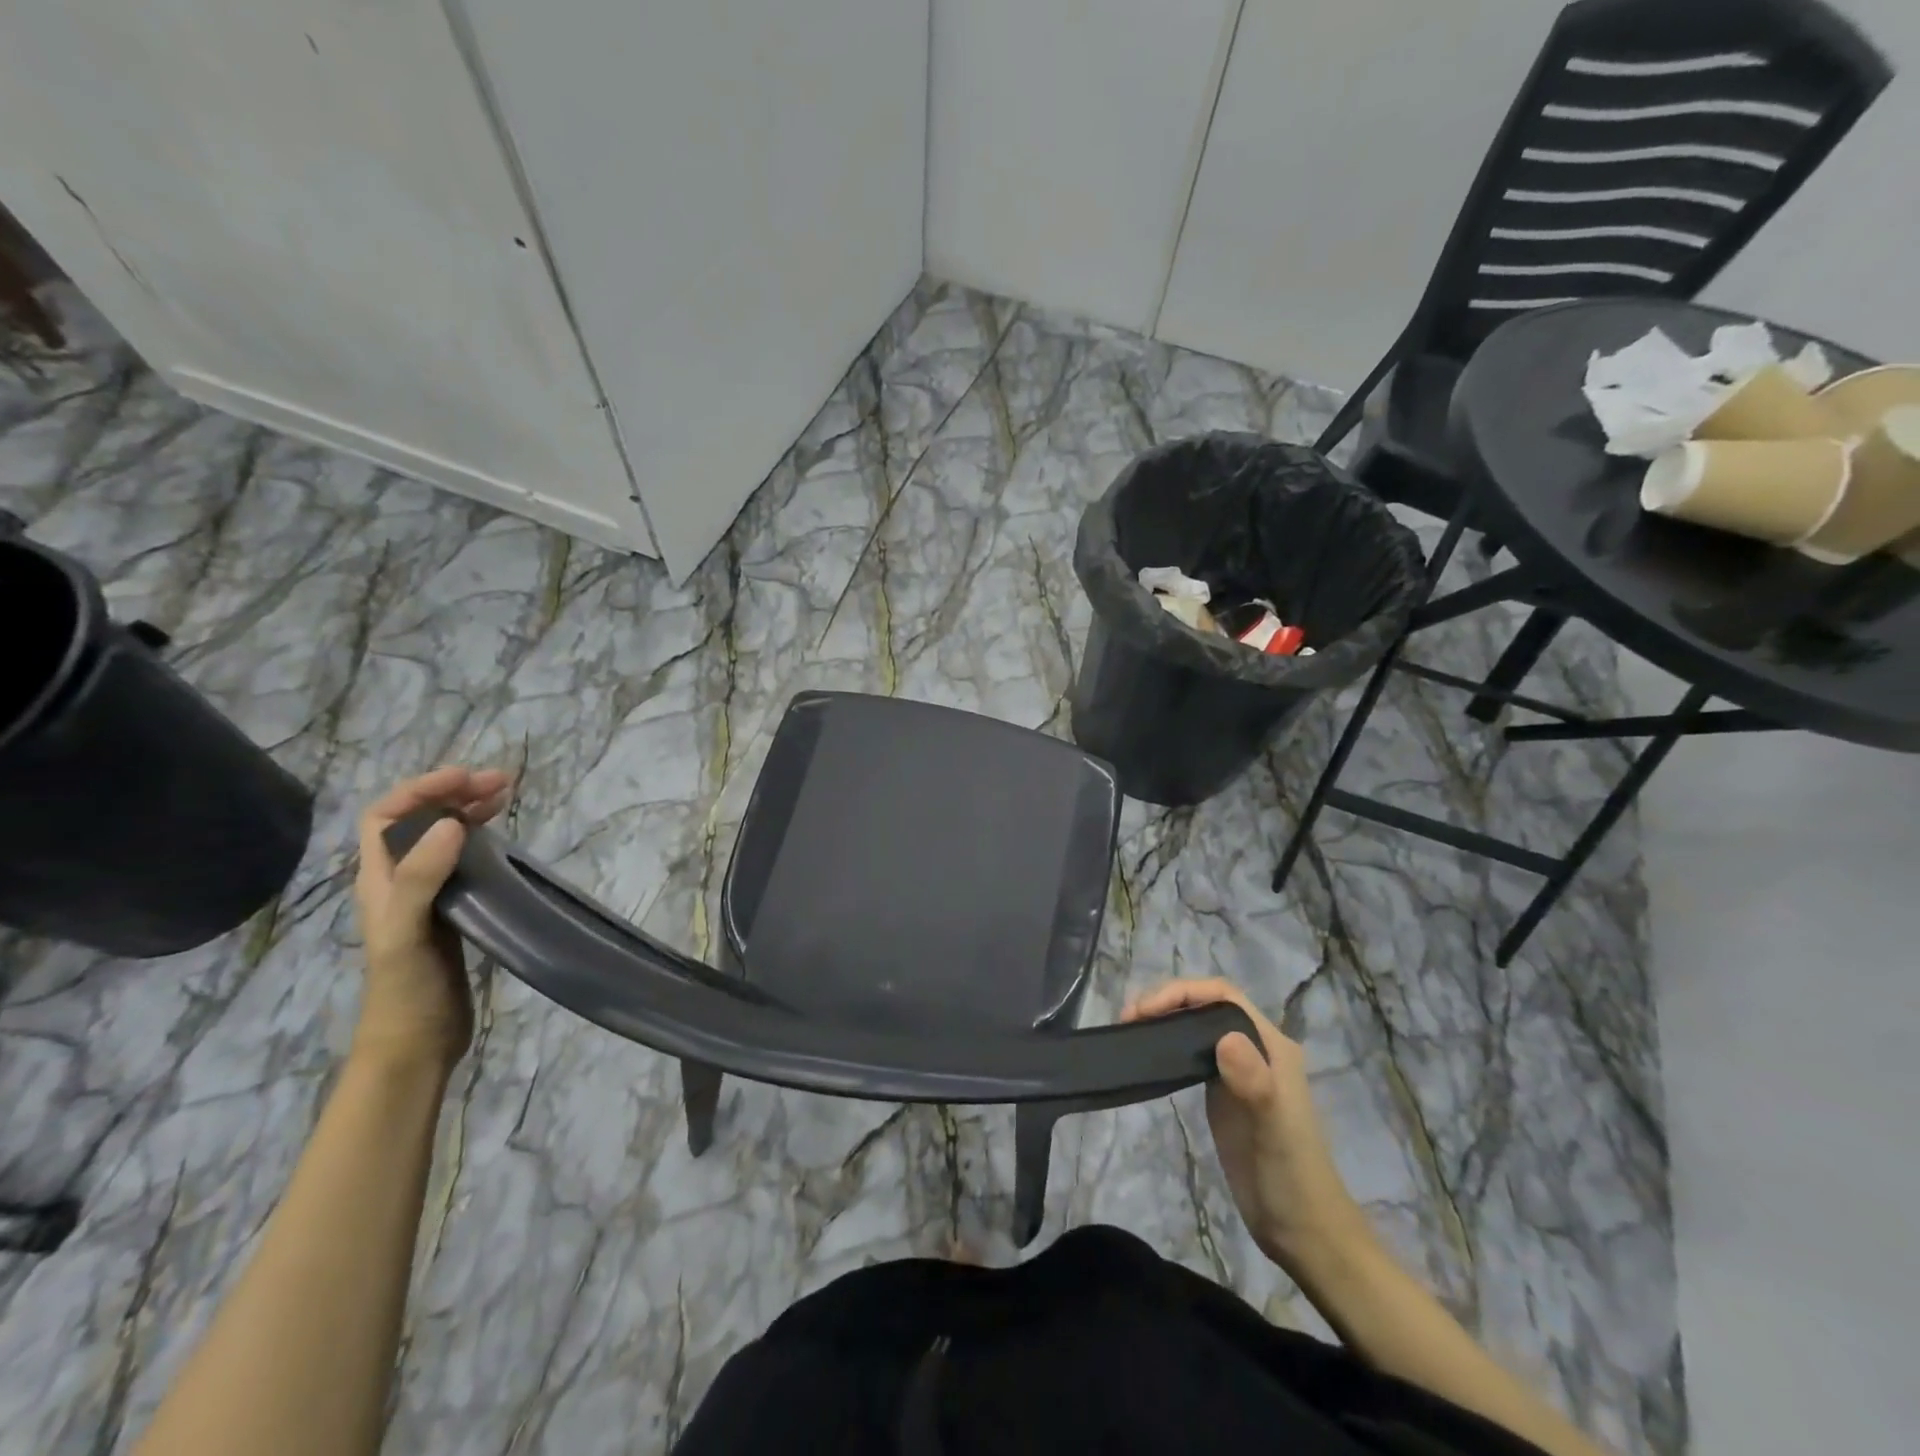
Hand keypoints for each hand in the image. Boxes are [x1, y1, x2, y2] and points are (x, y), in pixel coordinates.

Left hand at [351, 767, 511, 1068]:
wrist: (416, 1042)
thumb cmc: (406, 988)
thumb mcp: (408, 932)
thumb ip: (422, 878)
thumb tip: (450, 824)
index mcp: (379, 880)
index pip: (386, 816)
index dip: (421, 790)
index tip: (466, 778)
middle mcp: (400, 880)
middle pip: (418, 821)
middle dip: (453, 794)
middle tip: (501, 782)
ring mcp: (427, 896)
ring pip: (443, 839)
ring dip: (469, 812)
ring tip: (506, 797)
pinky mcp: (453, 911)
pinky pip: (464, 862)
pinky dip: (483, 841)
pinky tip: (503, 841)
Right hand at [1122, 978, 1366, 1276]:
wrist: (1304, 1232)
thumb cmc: (1292, 1179)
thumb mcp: (1275, 1132)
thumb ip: (1256, 1084)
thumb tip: (1225, 1038)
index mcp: (1272, 1046)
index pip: (1223, 996)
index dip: (1182, 992)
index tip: (1145, 1009)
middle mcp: (1256, 1048)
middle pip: (1207, 1004)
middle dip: (1167, 1000)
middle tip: (1128, 1019)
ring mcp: (1239, 1070)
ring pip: (1198, 1025)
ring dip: (1165, 1018)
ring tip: (1130, 1029)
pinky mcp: (1224, 1092)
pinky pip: (1194, 1052)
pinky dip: (1169, 1043)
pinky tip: (1149, 1054)